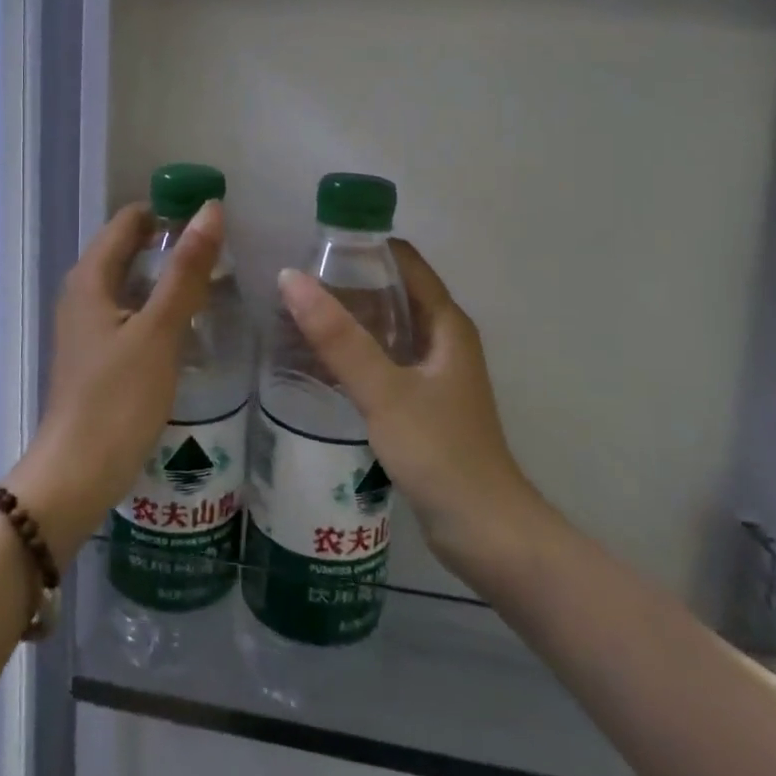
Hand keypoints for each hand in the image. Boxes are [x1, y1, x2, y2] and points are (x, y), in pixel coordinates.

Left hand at [7, 200, 222, 560]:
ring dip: (167, 278)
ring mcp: (87, 326)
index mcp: (90, 278)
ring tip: (214, 284)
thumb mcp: (159, 331)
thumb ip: (186, 271)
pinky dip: (158, 308)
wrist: (77, 474)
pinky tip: (188, 325)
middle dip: (172, 244)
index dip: (168, 211)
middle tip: (222, 254)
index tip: (212, 219)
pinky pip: (130, 314)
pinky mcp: (96, 355)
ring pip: (131, 283)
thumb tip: (210, 209)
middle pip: (128, 249)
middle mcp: (82, 293)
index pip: (128, 220)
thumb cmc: (118, 399)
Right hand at [278, 241, 545, 578]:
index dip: (365, 247)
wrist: (484, 532)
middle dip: (349, 283)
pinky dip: (355, 353)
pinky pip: (384, 362)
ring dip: (350, 320)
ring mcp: (435, 375)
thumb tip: (290, 277)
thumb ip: (337, 337)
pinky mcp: (423, 405)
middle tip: (295, 281)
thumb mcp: (384, 390)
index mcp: (446, 325)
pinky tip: (319, 362)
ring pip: (387, 330)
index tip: (316, 244)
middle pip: (394, 293)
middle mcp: (444, 341)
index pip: (406, 262)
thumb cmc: (440, 453)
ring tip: (297, 315)